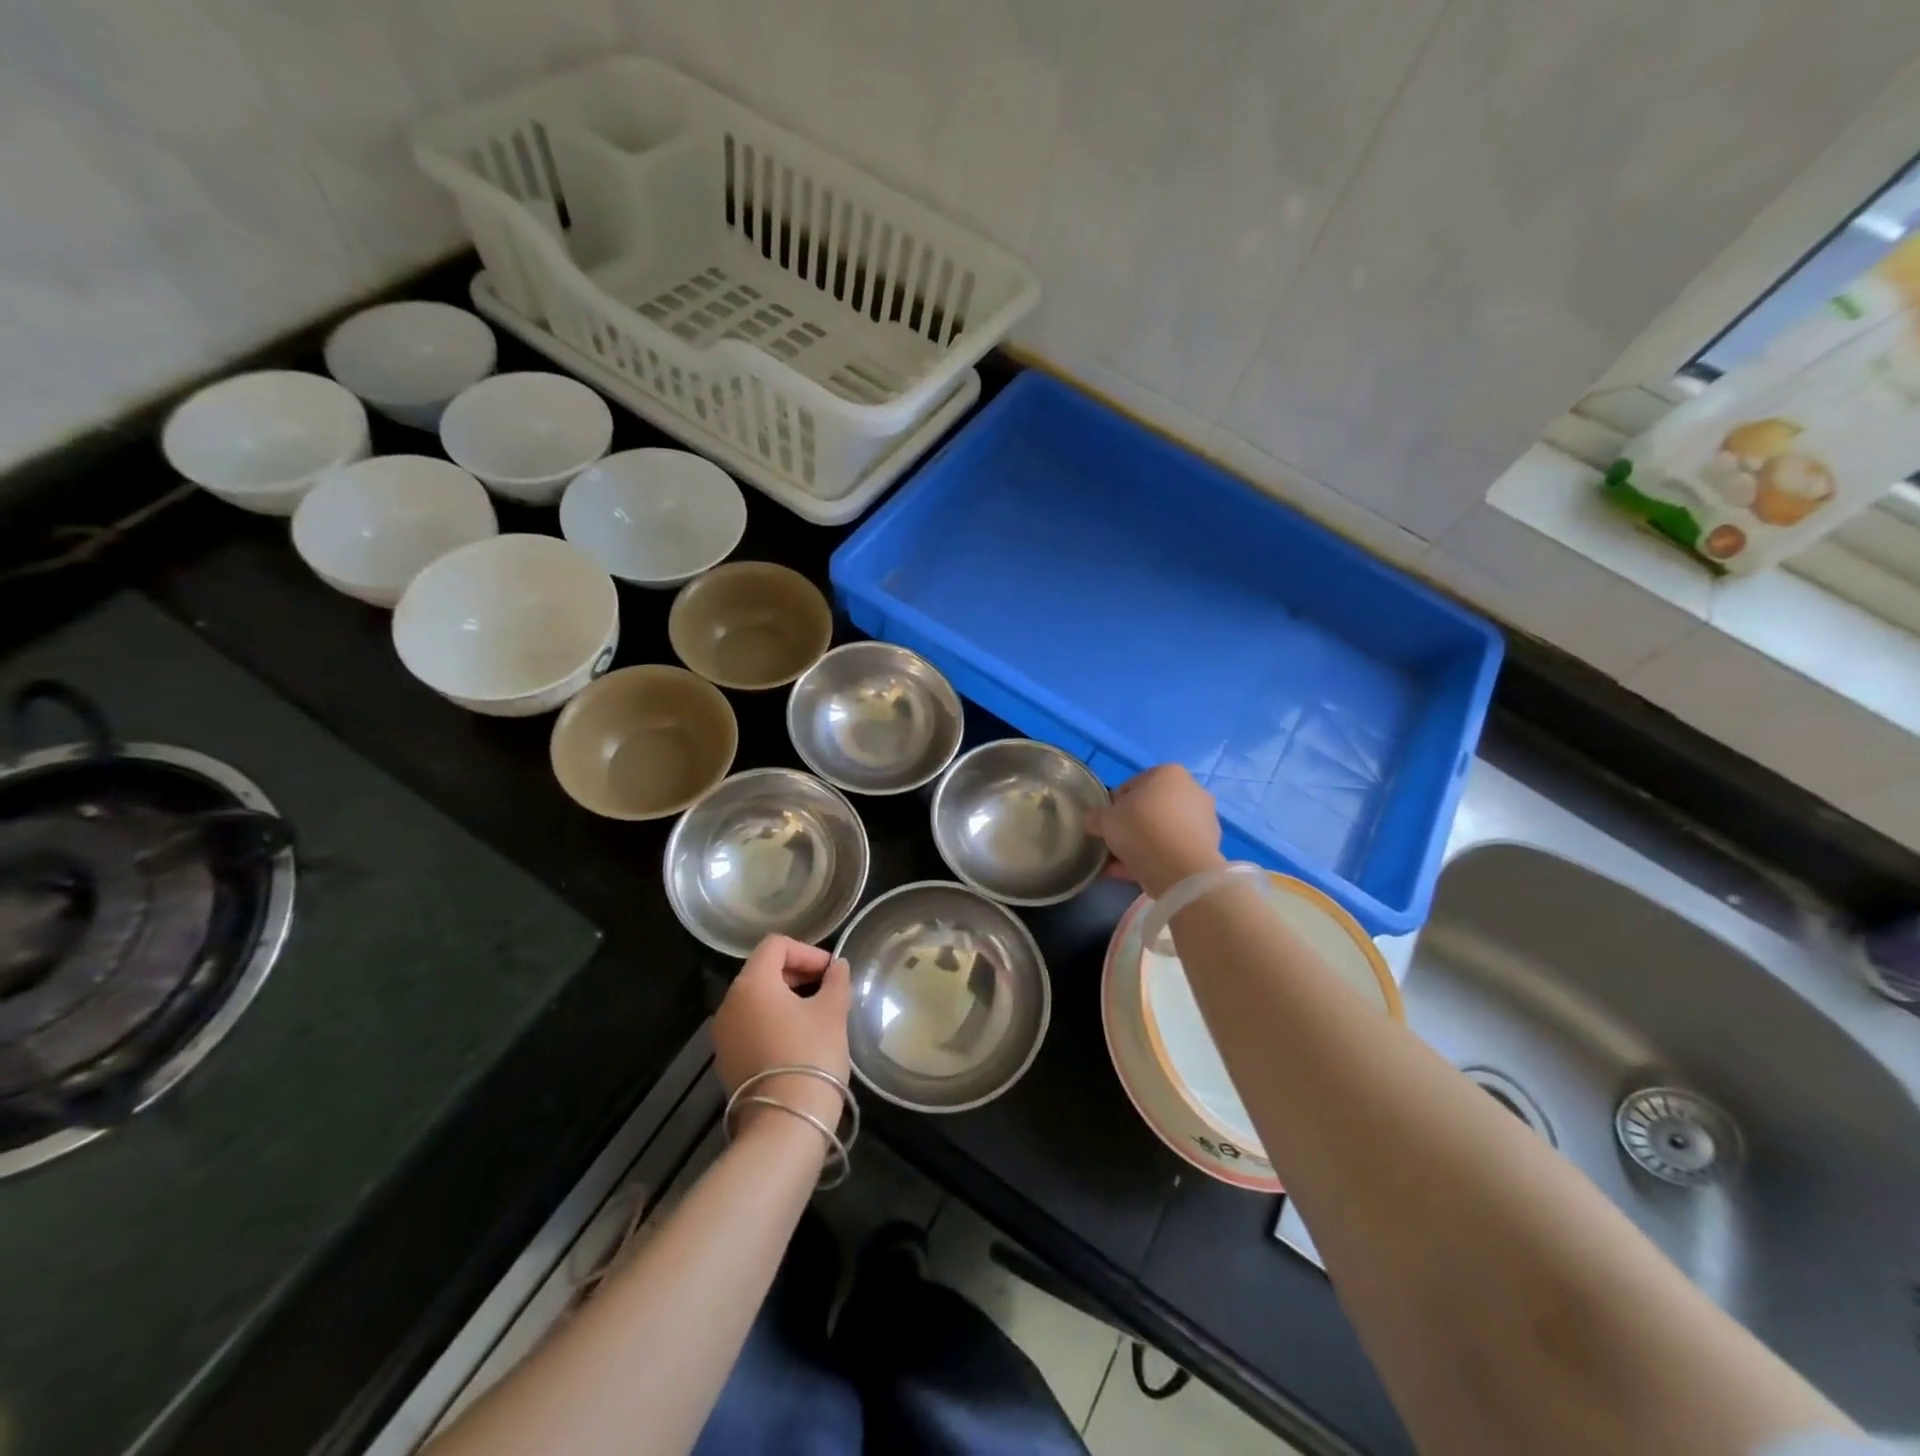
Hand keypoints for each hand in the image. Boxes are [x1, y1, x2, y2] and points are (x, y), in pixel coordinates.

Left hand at [713, 935, 852, 1135]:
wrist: (785, 1124)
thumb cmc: (811, 1055)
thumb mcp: (833, 1012)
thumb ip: (836, 980)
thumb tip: (837, 966)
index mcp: (752, 983)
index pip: (776, 945)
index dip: (807, 951)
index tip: (831, 972)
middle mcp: (729, 1003)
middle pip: (763, 970)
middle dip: (797, 973)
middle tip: (828, 989)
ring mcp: (724, 1035)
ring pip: (756, 1000)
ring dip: (786, 998)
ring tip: (817, 1015)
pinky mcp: (727, 1060)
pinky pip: (750, 1026)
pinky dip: (773, 1022)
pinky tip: (798, 1040)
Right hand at [1087, 764, 1226, 899]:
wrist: (1180, 869)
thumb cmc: (1140, 829)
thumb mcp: (1105, 820)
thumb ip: (1096, 818)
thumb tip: (1094, 821)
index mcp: (1168, 773)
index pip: (1131, 786)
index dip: (1114, 805)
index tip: (1105, 823)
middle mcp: (1191, 790)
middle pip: (1151, 808)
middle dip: (1132, 825)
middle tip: (1115, 843)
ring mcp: (1204, 819)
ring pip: (1163, 830)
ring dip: (1144, 844)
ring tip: (1122, 864)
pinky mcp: (1209, 846)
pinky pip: (1175, 849)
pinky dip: (1158, 858)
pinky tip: (1137, 873)